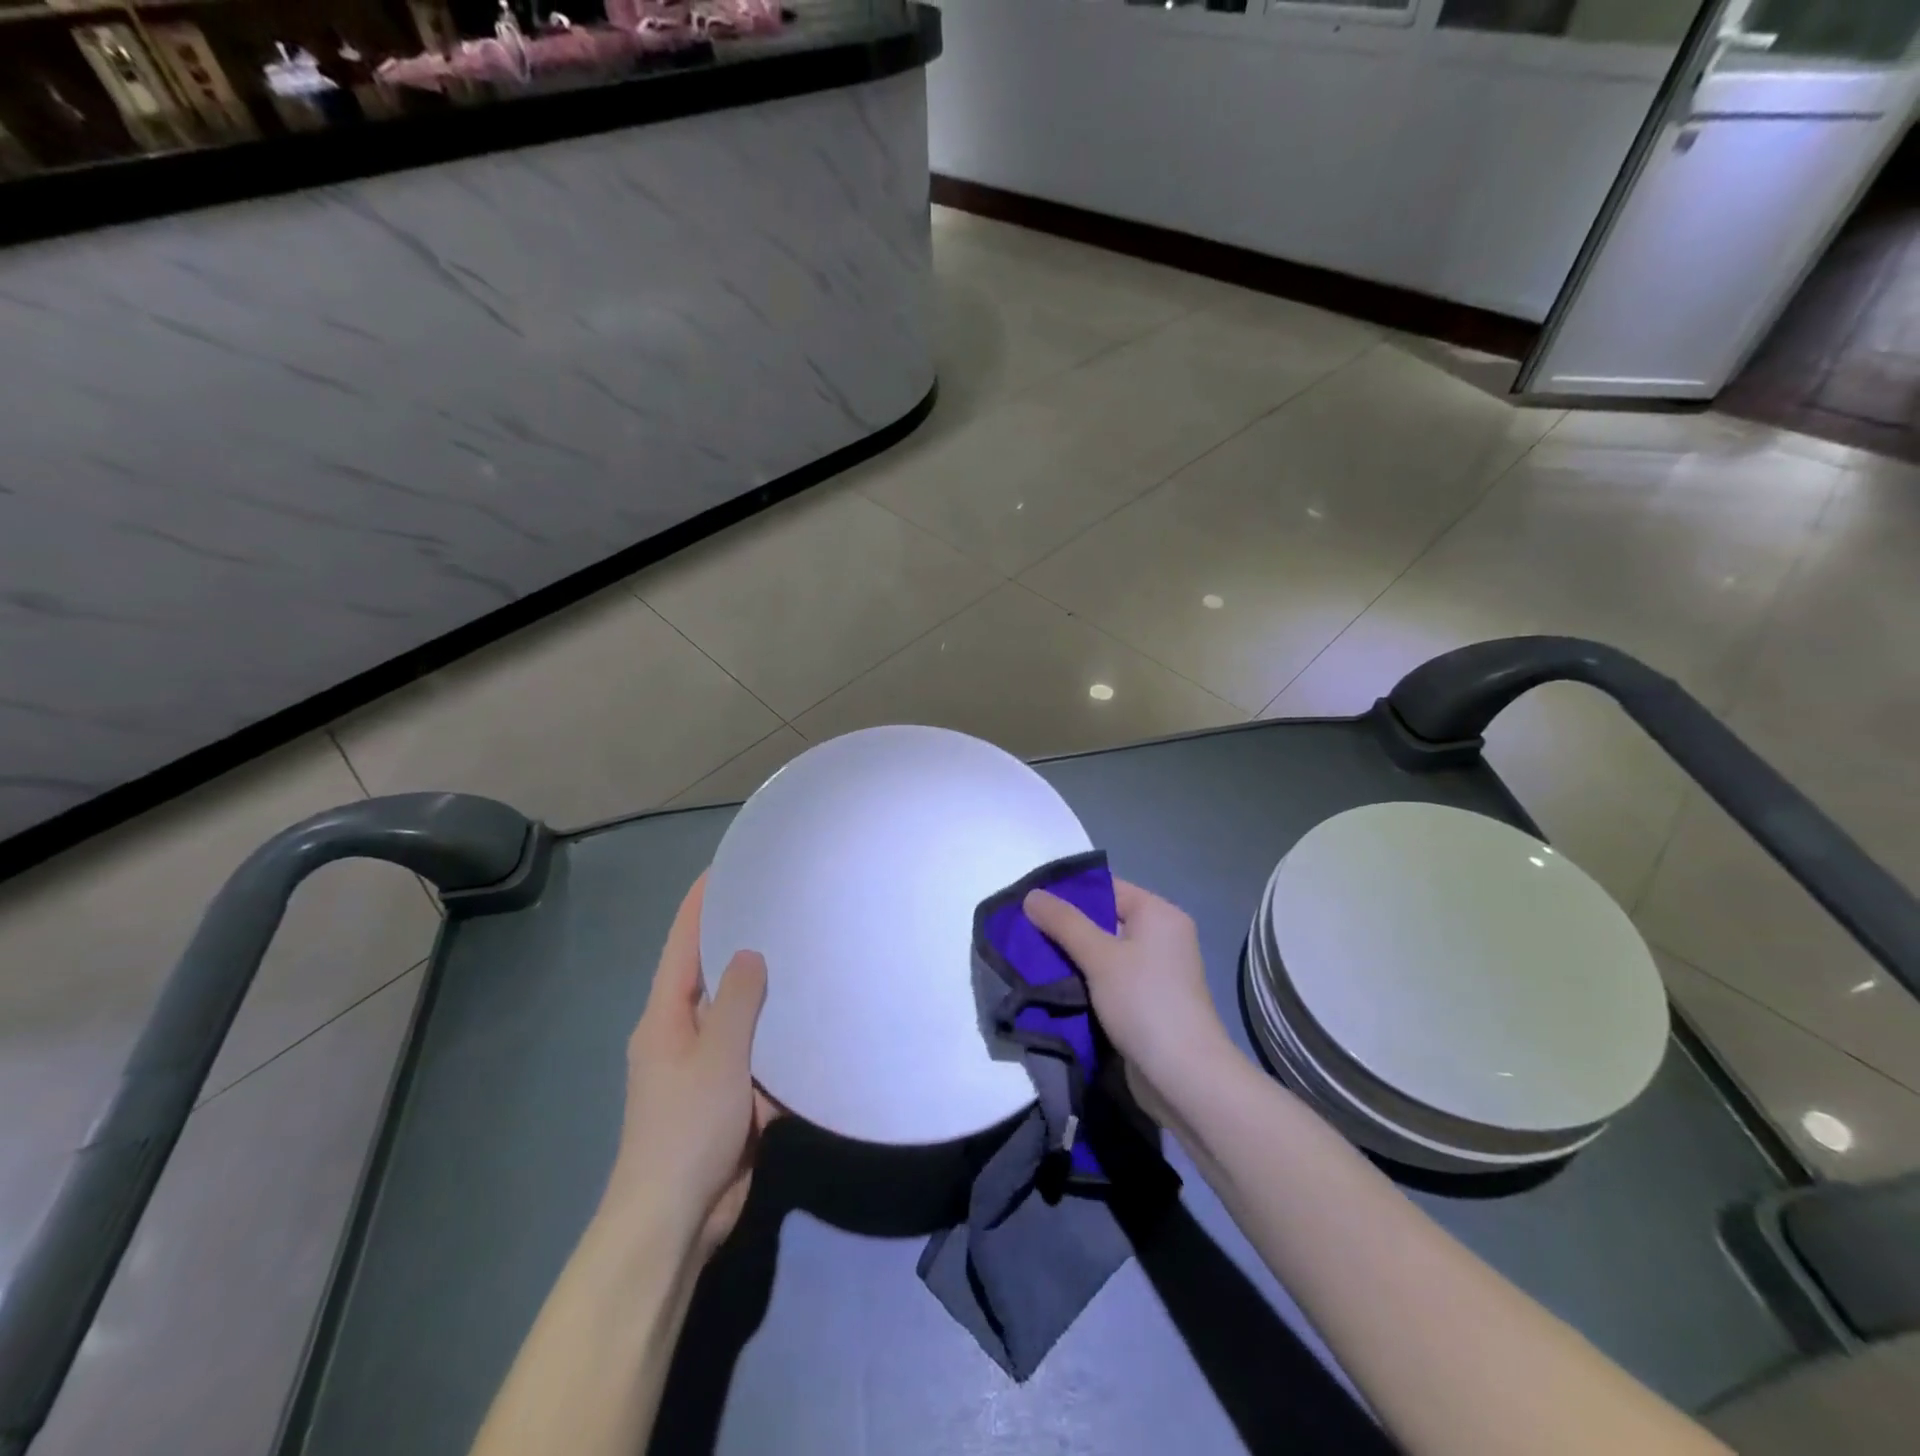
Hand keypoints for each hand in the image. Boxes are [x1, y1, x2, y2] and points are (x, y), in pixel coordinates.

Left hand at [606, 872, 778, 1259]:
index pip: (683, 944)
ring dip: (770, 994)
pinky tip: (816, 1022)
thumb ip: (737, 1000)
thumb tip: (750, 954)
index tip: (726, 868)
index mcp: (665, 1016)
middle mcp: (683, 1033)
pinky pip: (760, 1055)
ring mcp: (708, 1067)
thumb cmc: (686, 1128)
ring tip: (809, 954)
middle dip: (743, 942)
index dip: (700, 904)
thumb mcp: (716, 1055)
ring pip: (743, 1017)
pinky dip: (781, 1041)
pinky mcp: (731, 1097)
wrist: (676, 1219)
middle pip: (714, 976)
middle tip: (785, 906)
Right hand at [1023, 878, 1238, 1126]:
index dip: (1067, 894)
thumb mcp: (1099, 956)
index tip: (1029, 904)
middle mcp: (1161, 936)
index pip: (1106, 889)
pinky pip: (1109, 979)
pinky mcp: (1147, 1002)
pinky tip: (1055, 987)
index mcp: (1158, 914)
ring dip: (1072, 958)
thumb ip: (1064, 922)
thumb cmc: (1144, 1003)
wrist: (1184, 1078)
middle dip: (1065, 929)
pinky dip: (1085, 981)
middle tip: (1023, 933)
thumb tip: (1031, 894)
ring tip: (1032, 960)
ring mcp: (1156, 972)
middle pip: (1103, 920)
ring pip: (1103, 953)